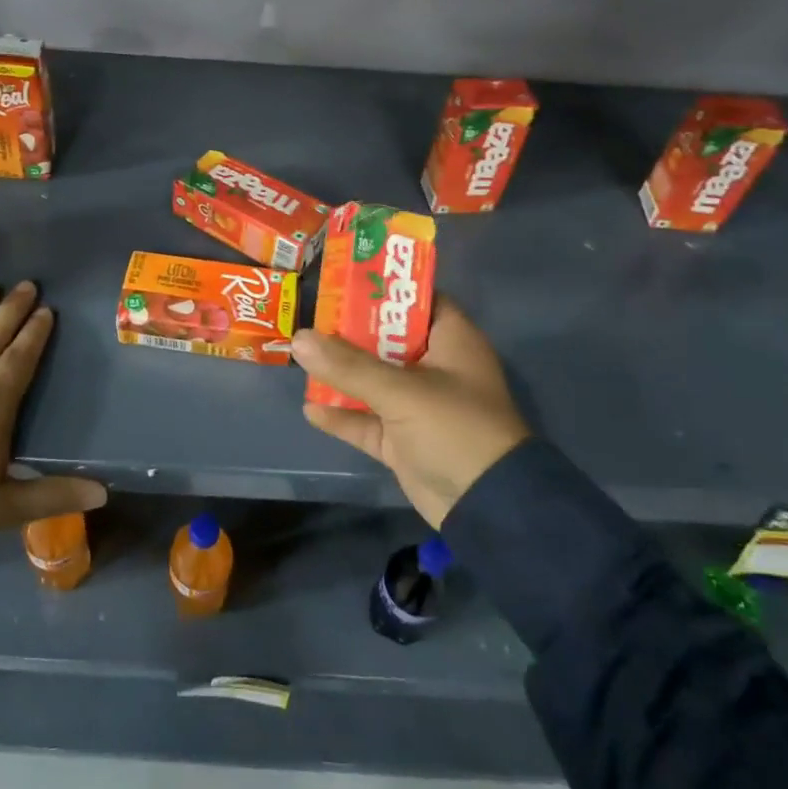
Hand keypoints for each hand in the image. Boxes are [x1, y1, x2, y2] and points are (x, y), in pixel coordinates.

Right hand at [292, 298, 528, 528]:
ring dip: (340, 374)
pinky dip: (342, 415)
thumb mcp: (401, 391)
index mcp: (450, 340)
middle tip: (308, 316)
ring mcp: (418, 406)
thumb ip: (348, 365)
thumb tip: (298, 338)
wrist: (488, 508)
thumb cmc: (455, 429)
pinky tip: (309, 408)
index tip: (341, 280)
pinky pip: (367, 421)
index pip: (416, 299)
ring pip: (372, 381)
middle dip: (348, 331)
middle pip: (385, 339)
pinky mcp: (403, 441)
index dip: (382, 288)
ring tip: (298, 357)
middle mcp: (434, 367)